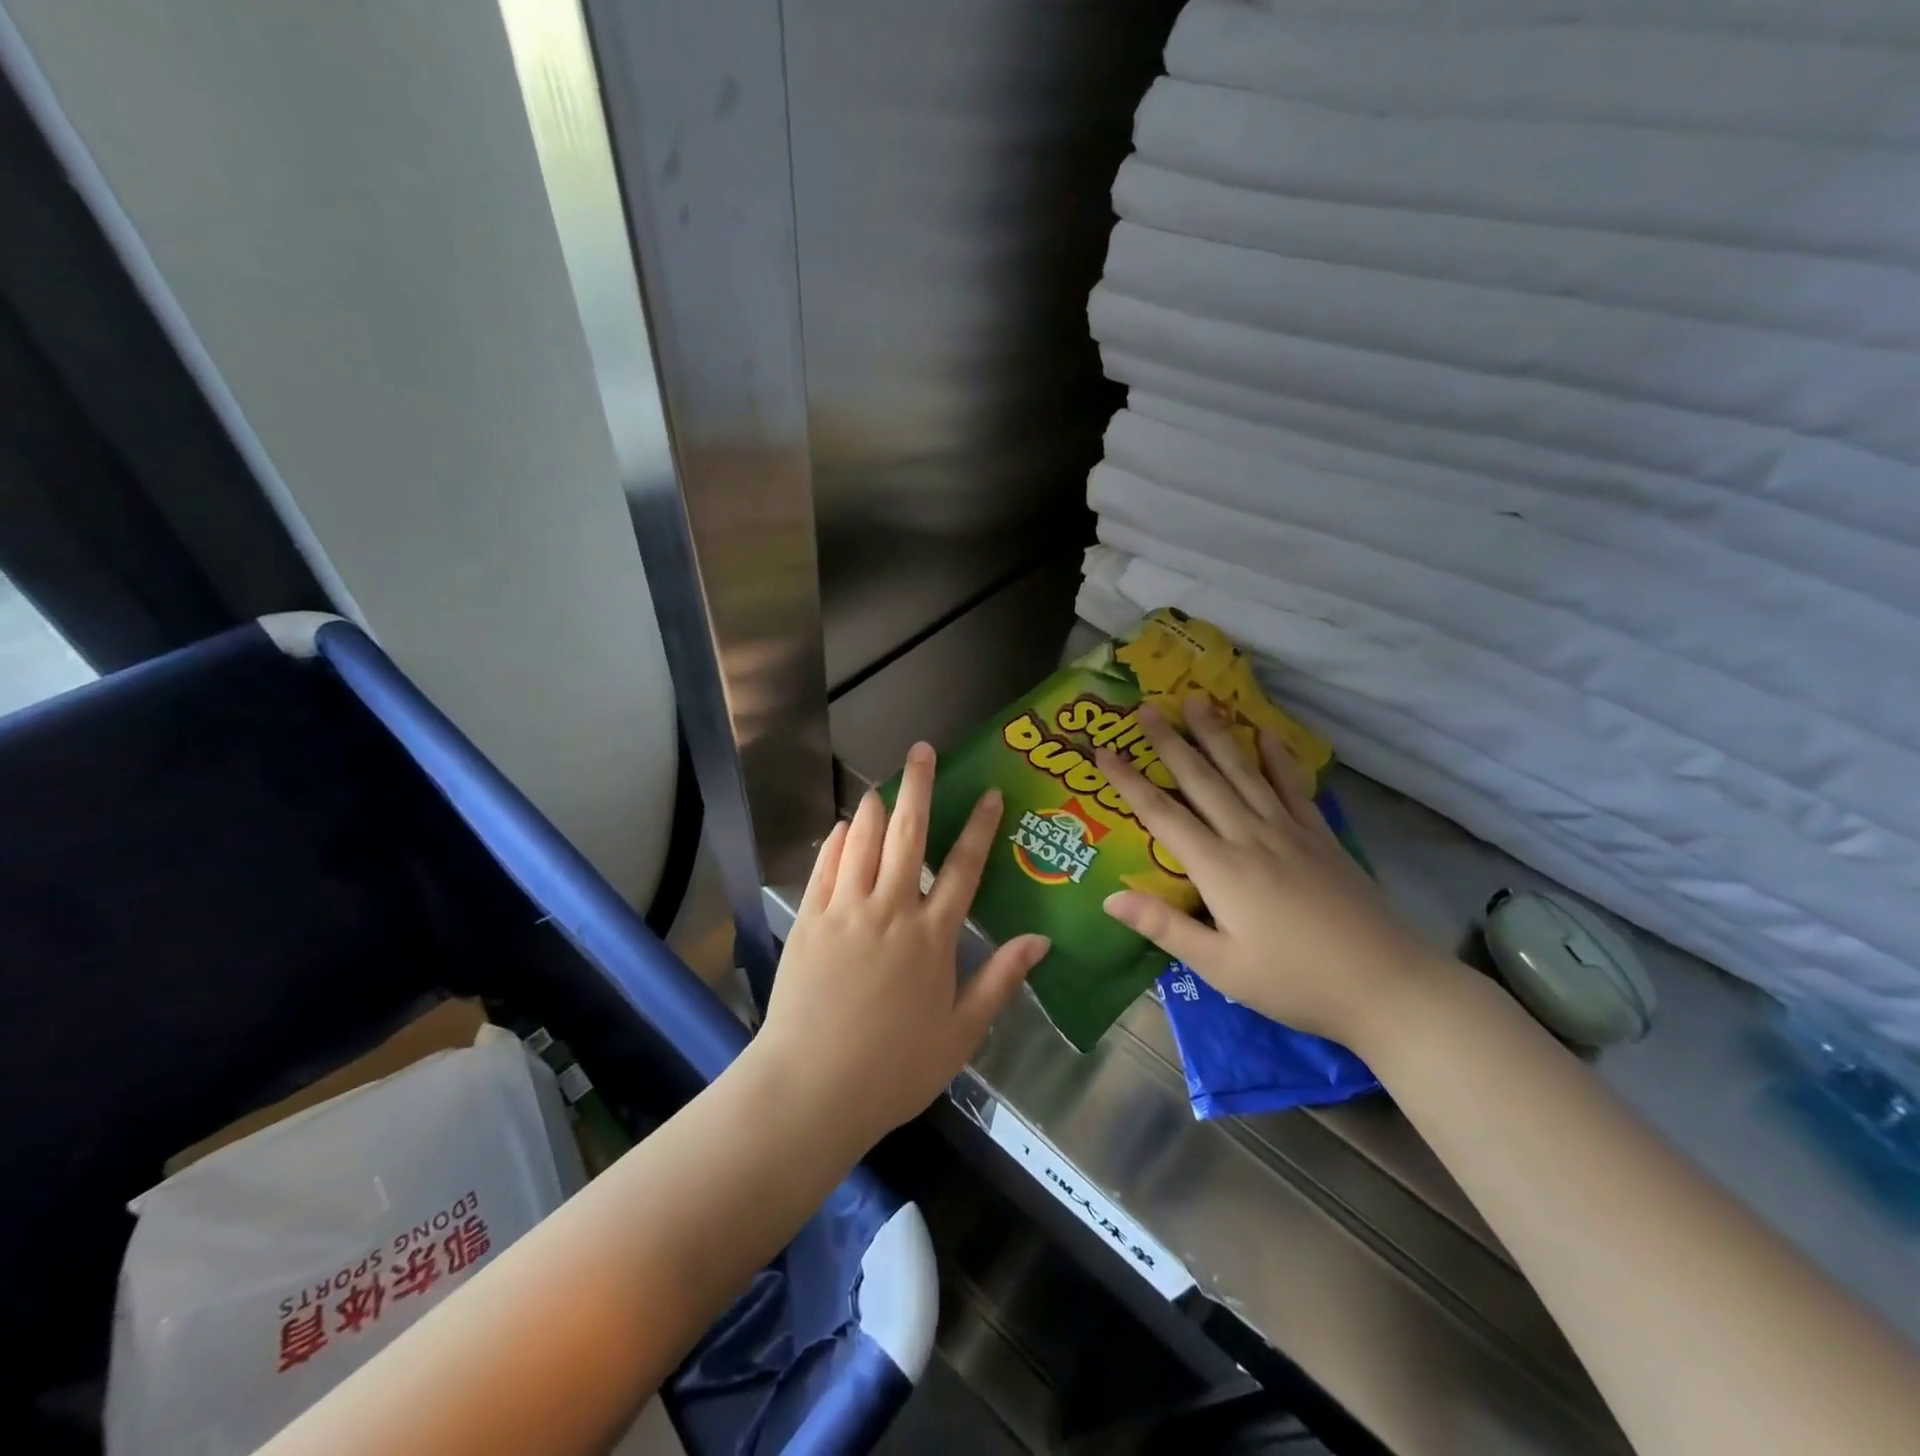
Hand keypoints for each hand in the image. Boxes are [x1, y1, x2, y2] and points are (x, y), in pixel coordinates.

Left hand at [758, 742, 1050, 1148]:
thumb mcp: (961, 1033)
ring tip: (884, 783)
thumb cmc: (895, 1068)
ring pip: (863, 843)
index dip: (979, 826)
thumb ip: (1000, 980)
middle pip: (908, 836)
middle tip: (922, 750)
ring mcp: (845, 912)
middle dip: (918, 788)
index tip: (988, 792)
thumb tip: (1040, 940)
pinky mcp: (809, 922)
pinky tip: (844, 827)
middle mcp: (890, 911)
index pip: (963, 867)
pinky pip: (825, 868)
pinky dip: (837, 842)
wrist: (812, 1089)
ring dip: (875, 808)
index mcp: (932, 937)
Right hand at [1096, 696, 1442, 1051]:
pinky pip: (1292, 787)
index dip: (1128, 782)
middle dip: (1170, 742)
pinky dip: (1278, 758)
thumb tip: (1110, 897)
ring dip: (1217, 735)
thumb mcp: (1220, 967)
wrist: (1388, 984)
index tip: (1103, 752)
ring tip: (1198, 701)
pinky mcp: (1320, 837)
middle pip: (1202, 780)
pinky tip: (1267, 734)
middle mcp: (1250, 836)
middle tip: (1146, 708)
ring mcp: (1289, 832)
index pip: (1162, 815)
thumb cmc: (1295, 982)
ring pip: (1244, 772)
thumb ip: (1164, 927)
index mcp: (1219, 868)